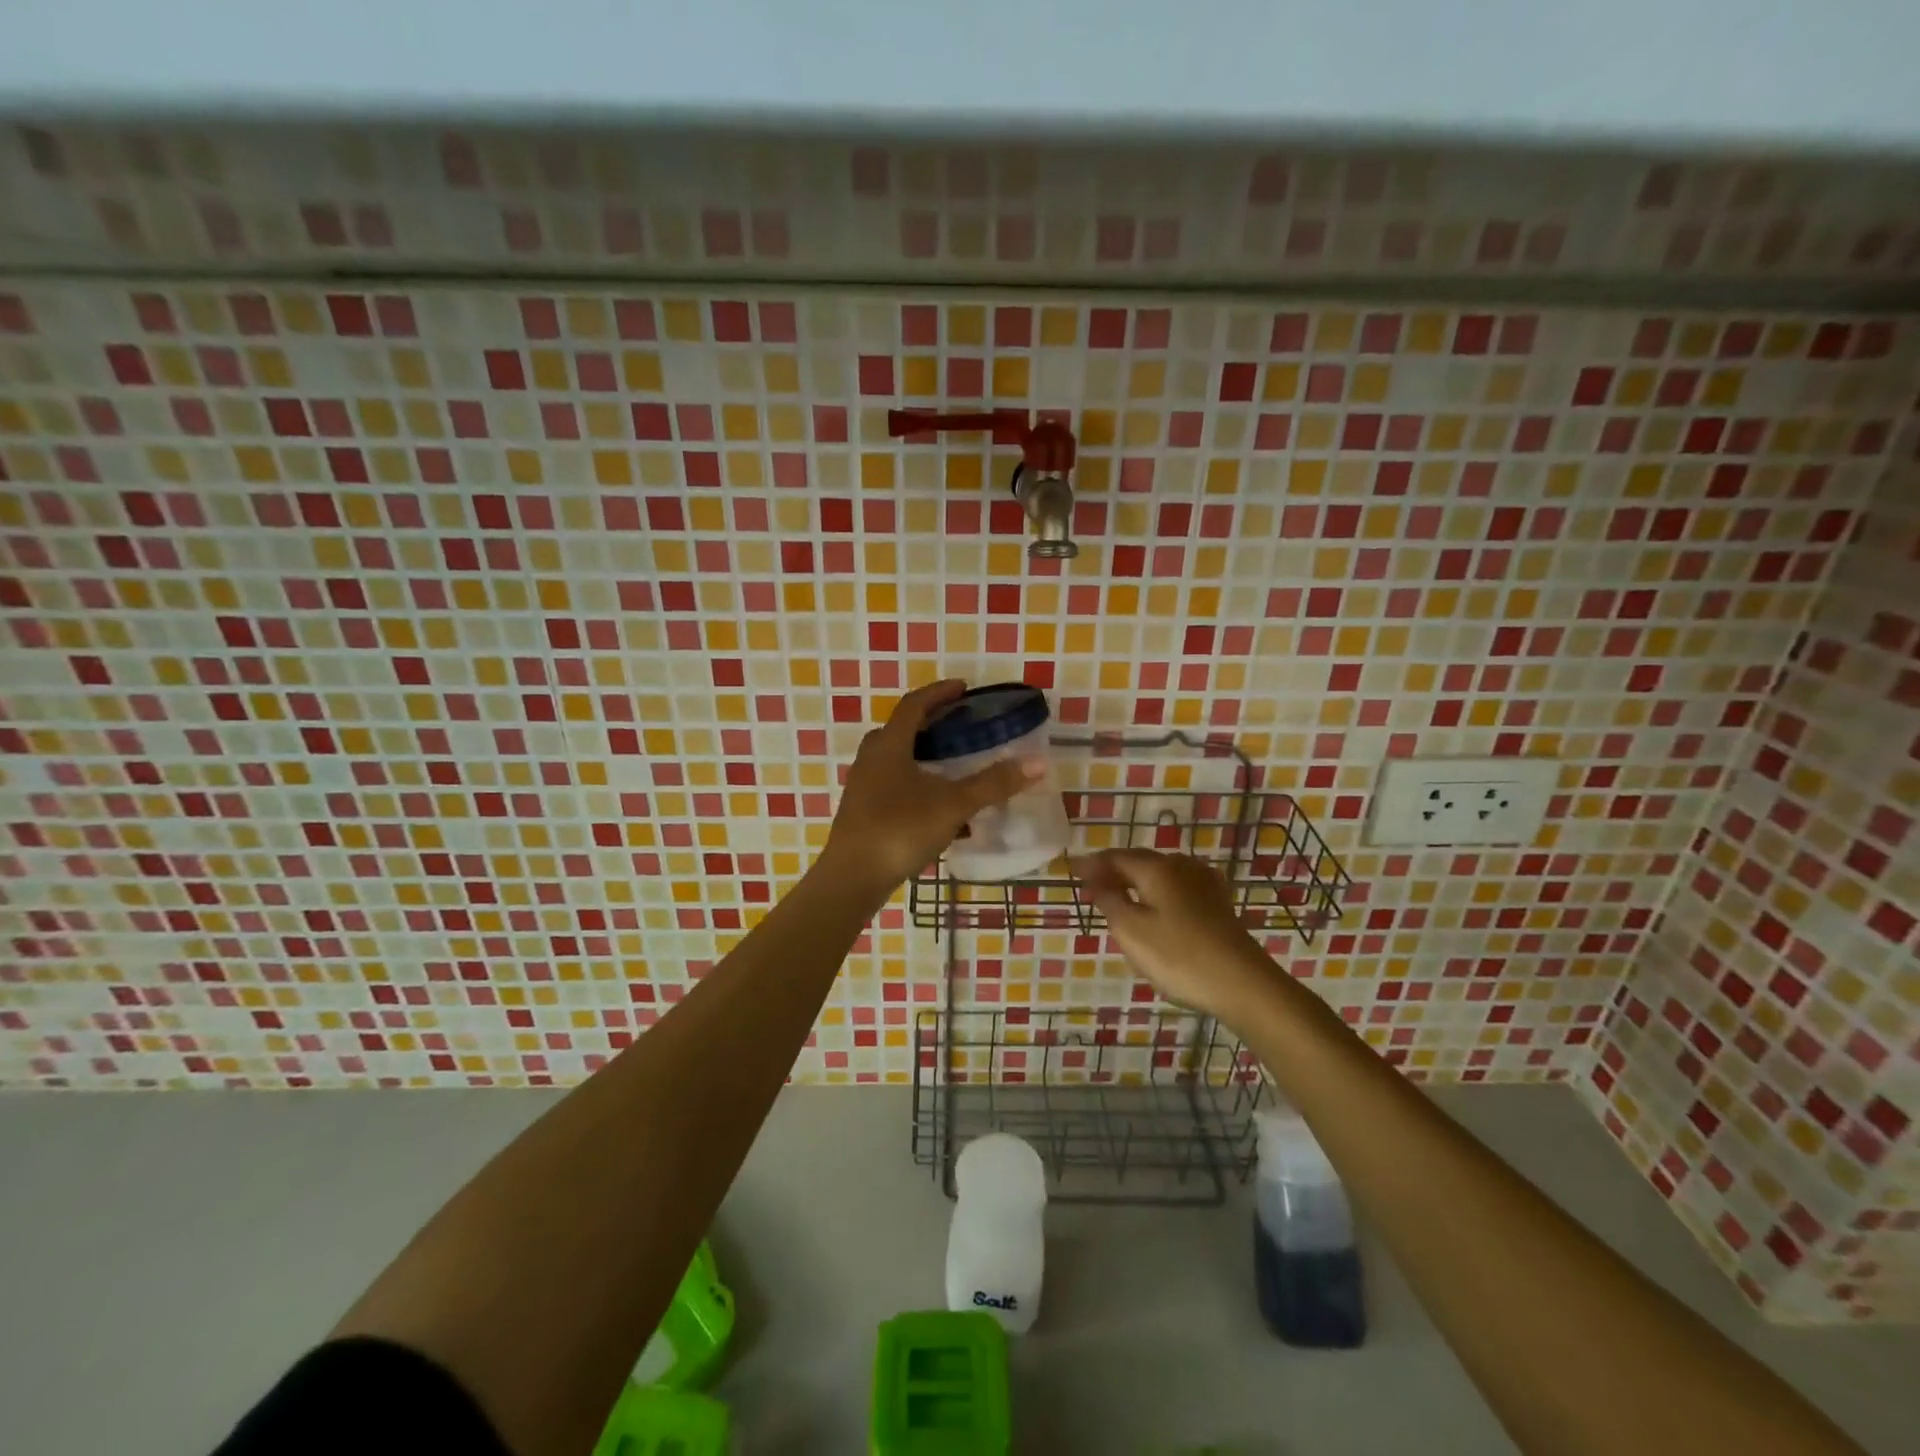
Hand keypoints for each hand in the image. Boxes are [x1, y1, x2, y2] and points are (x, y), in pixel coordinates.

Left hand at [823, 679, 1042, 894]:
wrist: (852, 879)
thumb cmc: (900, 830)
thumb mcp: (953, 805)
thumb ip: (993, 784)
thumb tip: (1037, 763)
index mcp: (889, 746)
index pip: (914, 705)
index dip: (939, 693)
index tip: (963, 688)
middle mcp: (871, 759)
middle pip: (901, 729)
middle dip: (931, 723)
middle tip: (960, 724)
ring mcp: (863, 786)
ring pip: (897, 759)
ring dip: (924, 755)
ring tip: (953, 765)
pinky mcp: (863, 811)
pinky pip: (894, 784)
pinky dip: (918, 783)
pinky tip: (939, 809)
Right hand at [1074, 849, 1275, 1024]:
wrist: (1243, 984)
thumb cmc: (1179, 956)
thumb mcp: (1131, 931)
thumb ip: (1109, 900)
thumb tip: (1094, 878)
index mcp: (1157, 868)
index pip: (1115, 857)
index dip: (1091, 864)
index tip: (1071, 871)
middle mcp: (1181, 866)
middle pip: (1139, 861)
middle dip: (1113, 871)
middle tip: (1091, 886)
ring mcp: (1204, 883)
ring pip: (1160, 873)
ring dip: (1136, 881)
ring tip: (1119, 896)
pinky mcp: (1218, 903)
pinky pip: (1178, 887)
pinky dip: (1158, 891)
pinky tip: (1158, 904)